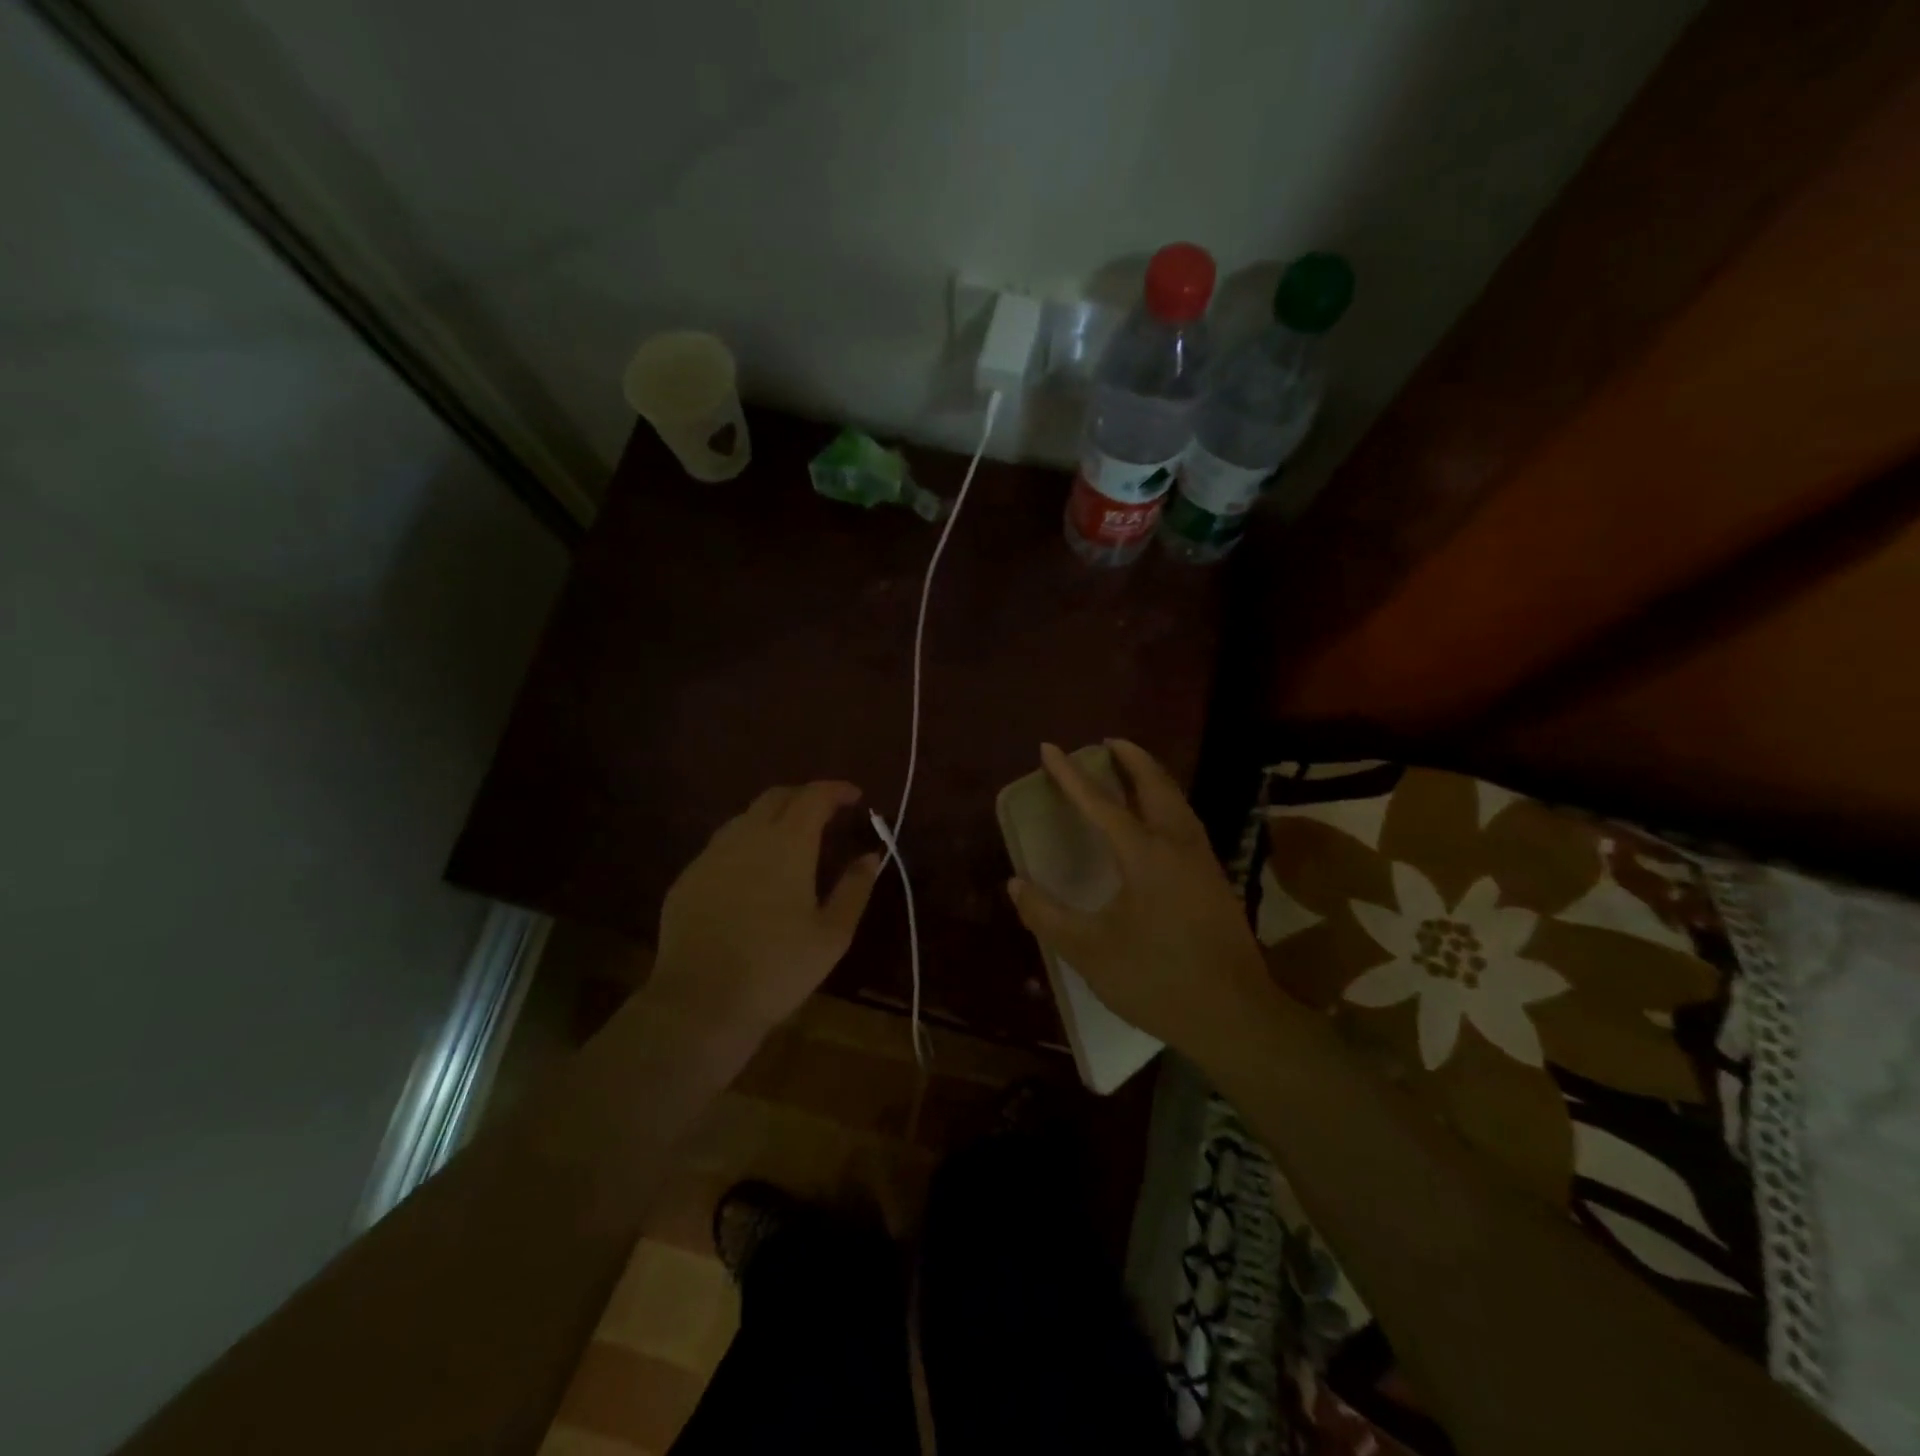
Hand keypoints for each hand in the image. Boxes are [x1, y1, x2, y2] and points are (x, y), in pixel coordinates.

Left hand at [649, 781, 881, 1037]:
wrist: (700, 1002)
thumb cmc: (778, 968)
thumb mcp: (832, 934)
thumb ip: (854, 888)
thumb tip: (870, 856)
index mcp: (788, 843)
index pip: (814, 796)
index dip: (837, 790)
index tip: (855, 797)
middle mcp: (747, 836)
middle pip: (777, 796)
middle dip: (805, 796)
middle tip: (826, 814)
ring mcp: (711, 855)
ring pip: (746, 817)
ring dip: (774, 817)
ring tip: (791, 841)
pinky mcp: (688, 877)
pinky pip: (722, 845)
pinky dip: (747, 843)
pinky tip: (753, 873)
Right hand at [1007, 741, 1271, 1057]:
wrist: (1234, 1016)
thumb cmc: (1157, 979)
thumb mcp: (1090, 952)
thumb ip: (1048, 916)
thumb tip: (1016, 885)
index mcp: (1145, 856)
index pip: (1101, 804)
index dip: (1071, 776)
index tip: (1050, 748)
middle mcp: (1178, 847)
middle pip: (1156, 787)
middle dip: (1132, 759)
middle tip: (1110, 742)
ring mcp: (1203, 863)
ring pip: (1178, 803)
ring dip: (1154, 779)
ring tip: (1134, 770)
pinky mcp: (1215, 883)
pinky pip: (1187, 824)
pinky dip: (1168, 804)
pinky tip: (1160, 822)